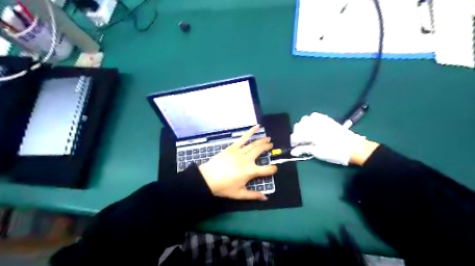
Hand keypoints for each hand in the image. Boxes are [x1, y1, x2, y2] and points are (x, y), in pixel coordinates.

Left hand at [197, 125, 278, 199]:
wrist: (208, 178)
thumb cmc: (224, 187)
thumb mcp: (239, 194)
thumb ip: (253, 195)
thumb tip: (266, 198)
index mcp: (251, 171)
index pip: (267, 170)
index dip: (273, 169)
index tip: (274, 168)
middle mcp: (248, 160)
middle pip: (261, 151)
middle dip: (268, 148)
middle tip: (271, 146)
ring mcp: (240, 151)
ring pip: (254, 144)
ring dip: (262, 140)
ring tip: (268, 138)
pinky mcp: (233, 147)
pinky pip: (243, 138)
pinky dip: (250, 131)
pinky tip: (257, 126)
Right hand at [290, 112, 365, 166]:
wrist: (353, 148)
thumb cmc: (335, 153)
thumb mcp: (318, 153)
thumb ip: (304, 150)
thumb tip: (293, 151)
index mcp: (311, 134)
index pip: (296, 135)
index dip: (293, 142)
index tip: (295, 147)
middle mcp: (314, 124)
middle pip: (298, 126)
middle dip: (297, 133)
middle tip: (301, 142)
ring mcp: (321, 120)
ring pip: (305, 119)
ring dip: (303, 126)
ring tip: (306, 134)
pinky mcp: (327, 119)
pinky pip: (314, 116)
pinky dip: (310, 120)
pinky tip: (313, 127)